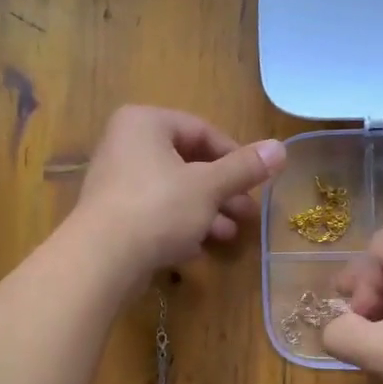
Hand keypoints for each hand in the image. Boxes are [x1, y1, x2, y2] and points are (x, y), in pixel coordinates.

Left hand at [71, 106, 285, 279]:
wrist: (101, 259)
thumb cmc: (158, 208)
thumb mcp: (209, 186)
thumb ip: (244, 168)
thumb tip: (281, 148)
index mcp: (145, 123)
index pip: (201, 130)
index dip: (235, 156)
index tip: (256, 181)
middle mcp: (126, 145)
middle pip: (188, 163)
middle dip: (222, 191)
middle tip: (248, 213)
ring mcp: (116, 182)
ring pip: (173, 192)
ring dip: (206, 212)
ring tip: (230, 235)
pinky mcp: (113, 216)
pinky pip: (155, 214)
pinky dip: (179, 227)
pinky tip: (198, 249)